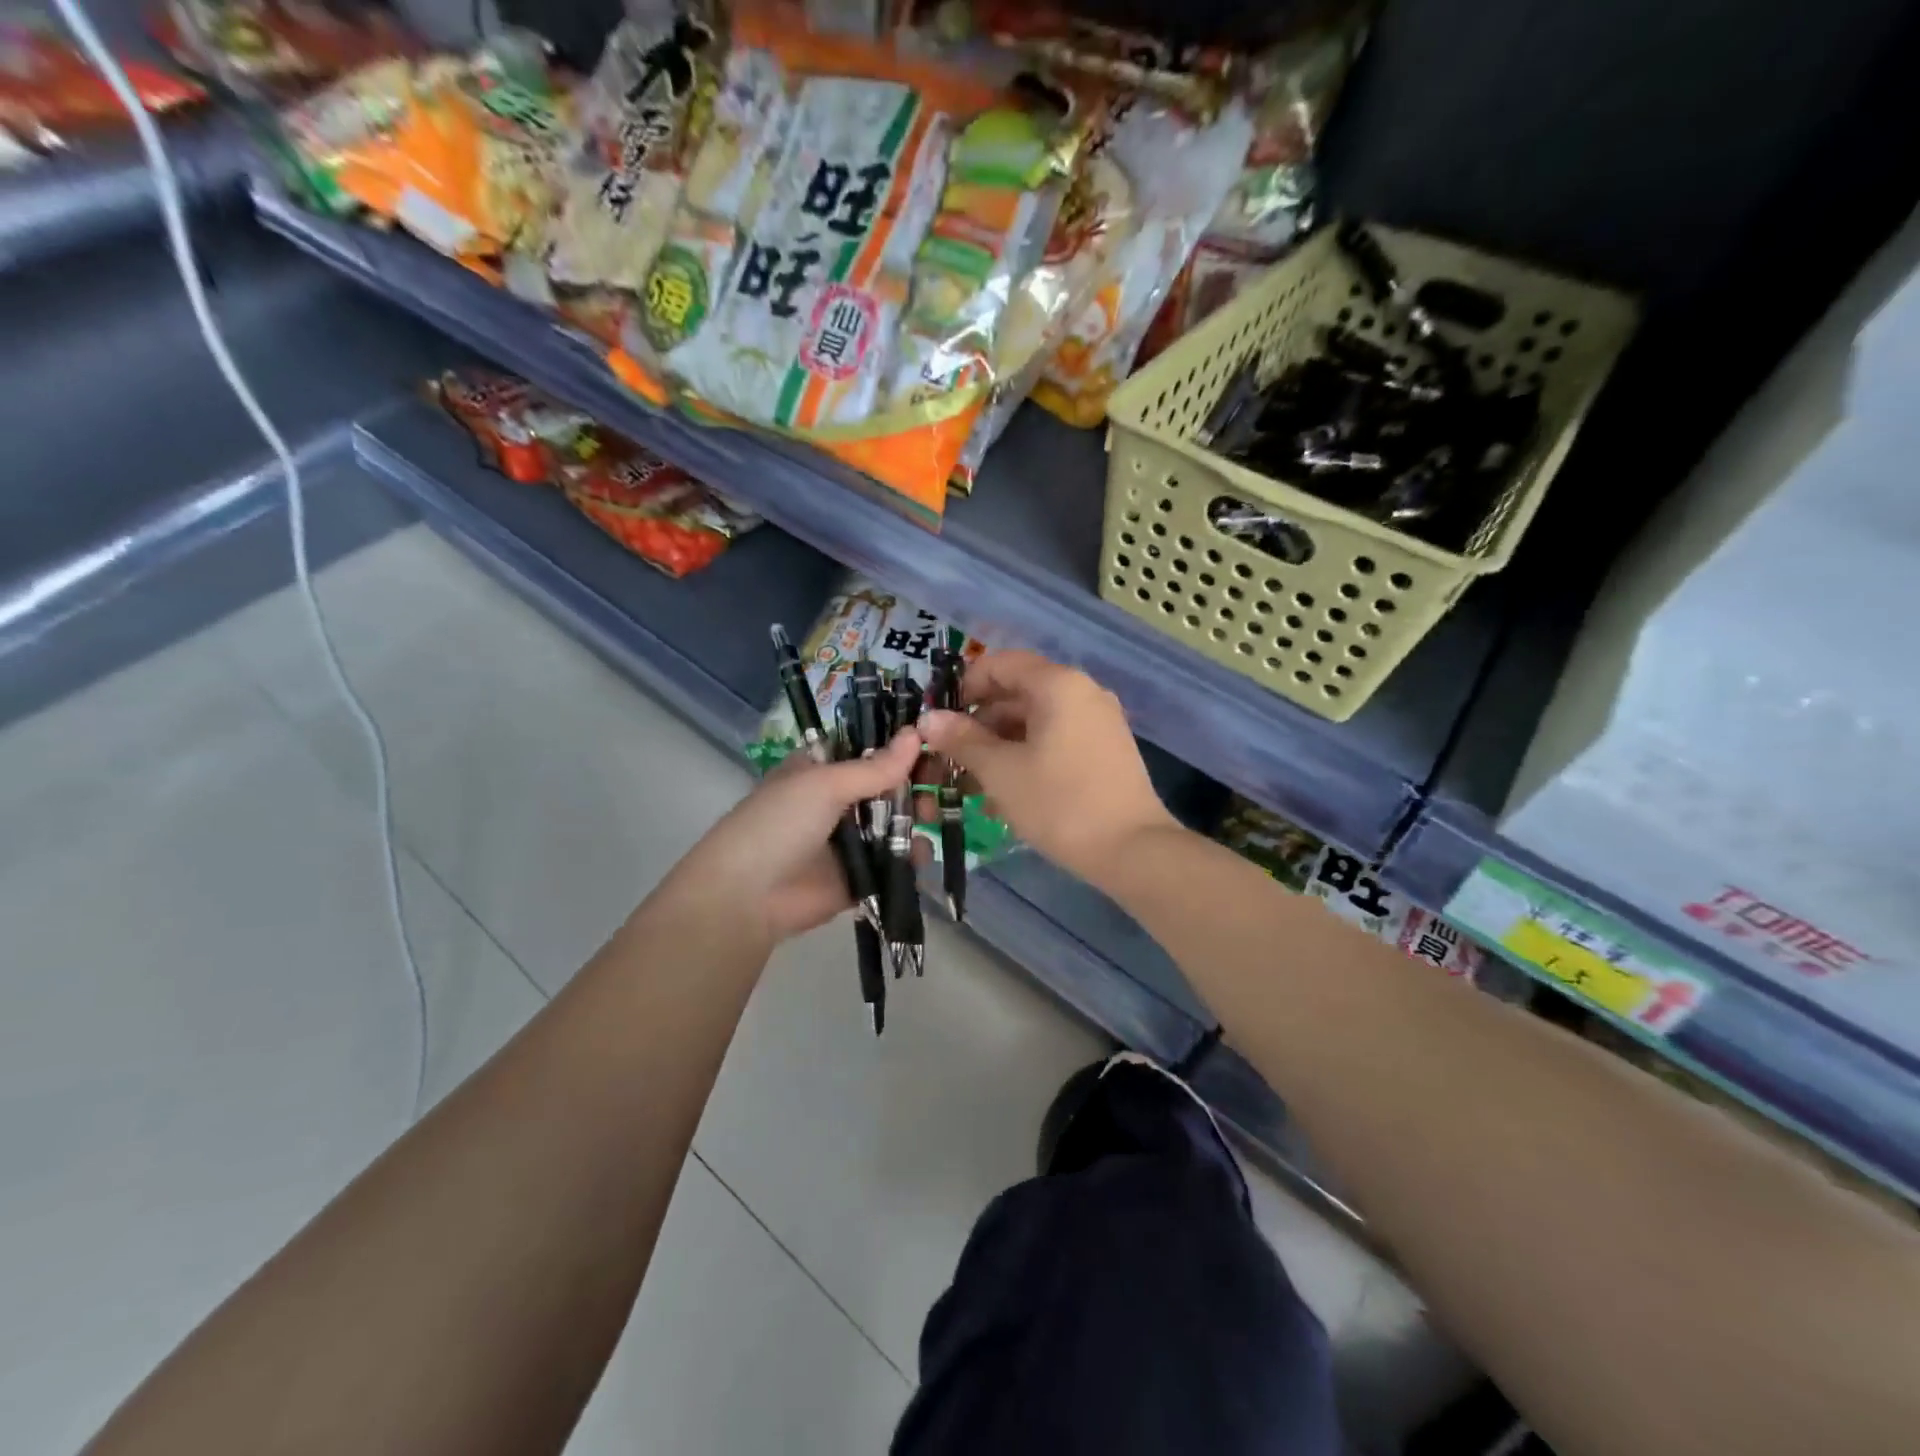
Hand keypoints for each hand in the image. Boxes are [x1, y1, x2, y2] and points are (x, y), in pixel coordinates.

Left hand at [662, 730, 923, 949]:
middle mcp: (836, 802)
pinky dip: (910, 858)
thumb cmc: (780, 824)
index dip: (900, 746)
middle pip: (887, 787)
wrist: (747, 897)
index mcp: (822, 770)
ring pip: (894, 824)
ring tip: (931, 819)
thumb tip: (916, 734)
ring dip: (916, 819)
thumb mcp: (824, 785)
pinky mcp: (859, 877)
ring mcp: (848, 841)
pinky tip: (921, 853)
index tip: (935, 742)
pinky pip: (892, 862)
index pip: (868, 750)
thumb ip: (874, 767)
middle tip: (939, 786)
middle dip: (915, 785)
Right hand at [918, 650, 1176, 887]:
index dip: (965, 685)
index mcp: (1058, 685)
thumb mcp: (1001, 771)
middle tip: (950, 756)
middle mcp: (1082, 692)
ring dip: (1000, 744)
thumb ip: (962, 740)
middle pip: (1018, 692)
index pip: (1001, 663)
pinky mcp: (1105, 750)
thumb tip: (929, 719)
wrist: (1133, 850)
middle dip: (979, 722)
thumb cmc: (1060, 803)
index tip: (941, 718)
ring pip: (1036, 720)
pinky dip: (1027, 755)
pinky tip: (1005, 791)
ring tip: (972, 782)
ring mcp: (1098, 721)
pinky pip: (1056, 739)